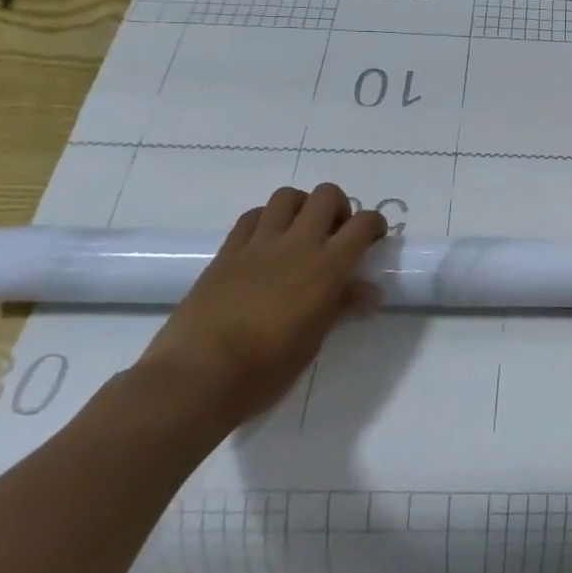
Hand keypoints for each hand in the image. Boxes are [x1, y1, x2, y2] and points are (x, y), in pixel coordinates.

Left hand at [138, 184, 388, 431]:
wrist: (197, 377)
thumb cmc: (265, 370)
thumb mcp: (314, 342)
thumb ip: (341, 306)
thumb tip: (368, 291)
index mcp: (326, 268)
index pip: (362, 224)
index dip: (375, 224)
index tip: (373, 240)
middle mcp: (297, 245)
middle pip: (327, 195)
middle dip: (339, 207)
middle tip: (336, 234)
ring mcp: (259, 245)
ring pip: (287, 196)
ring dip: (302, 206)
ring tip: (300, 232)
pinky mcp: (227, 252)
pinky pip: (252, 216)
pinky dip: (266, 219)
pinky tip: (266, 242)